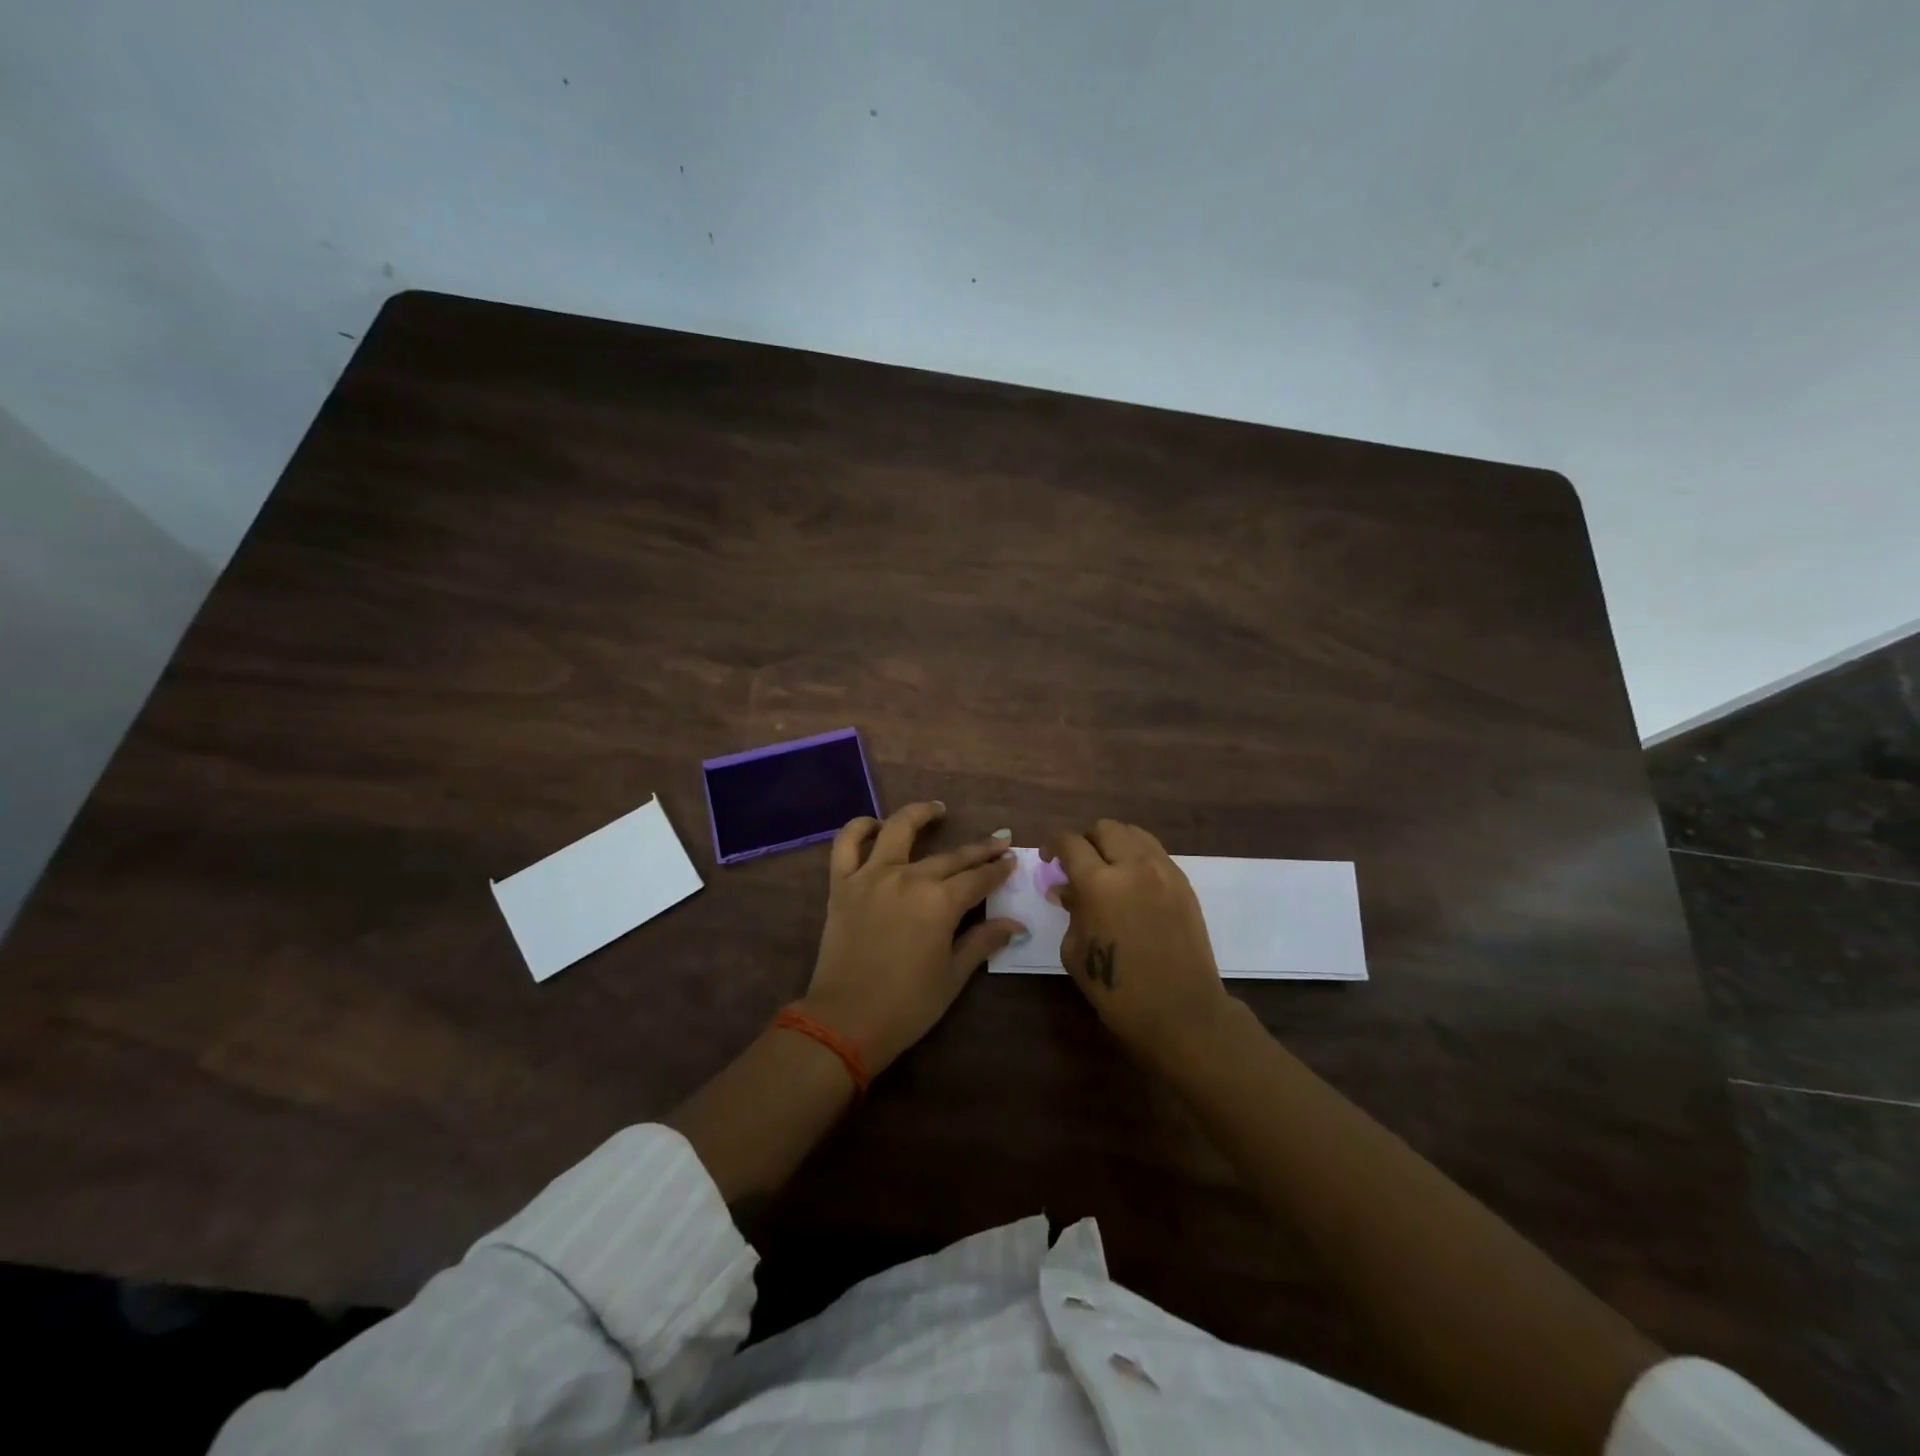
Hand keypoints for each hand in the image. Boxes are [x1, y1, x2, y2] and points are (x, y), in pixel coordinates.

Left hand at [800, 802, 1024, 1074]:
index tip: (1012, 861)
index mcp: (940, 902)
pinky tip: (875, 825)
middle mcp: (909, 878)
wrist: (845, 1022)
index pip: (978, 878)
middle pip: (951, 857)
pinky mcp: (842, 884)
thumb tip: (1016, 923)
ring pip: (898, 830)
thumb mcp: (953, 976)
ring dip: (920, 814)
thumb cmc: (907, 1005)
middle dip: (979, 849)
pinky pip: (846, 844)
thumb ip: (983, 941)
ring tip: (937, 810)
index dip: (998, 870)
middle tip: (998, 841)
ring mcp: (872, 876)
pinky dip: (860, 828)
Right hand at [1048, 819, 1233, 1061]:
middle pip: (1104, 828)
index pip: (1070, 843)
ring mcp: (1163, 871)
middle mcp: (1133, 866)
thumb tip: (1067, 889)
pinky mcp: (1183, 883)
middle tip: (1077, 863)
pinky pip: (1154, 853)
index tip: (1047, 857)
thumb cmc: (1118, 990)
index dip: (1053, 844)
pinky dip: (1137, 856)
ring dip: (1113, 843)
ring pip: (1133, 833)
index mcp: (1099, 884)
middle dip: (1085, 840)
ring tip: (1106, 867)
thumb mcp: (1075, 951)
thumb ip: (1071, 911)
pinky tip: (1131, 882)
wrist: (1181, 1012)